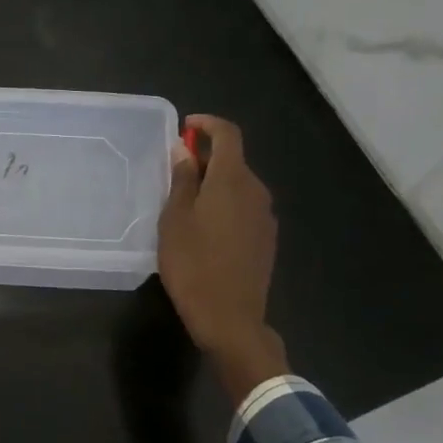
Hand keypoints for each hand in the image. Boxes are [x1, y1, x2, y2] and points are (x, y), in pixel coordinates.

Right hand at [158, 115, 288, 399]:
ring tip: (186, 204)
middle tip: (176, 173)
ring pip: (240, 186)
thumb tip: (185, 150)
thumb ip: (183, 180)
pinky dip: (226, 206)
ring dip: (216, 185)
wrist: (230, 318)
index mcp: (233, 180)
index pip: (228, 134)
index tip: (186, 127)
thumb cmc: (193, 264)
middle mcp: (256, 191)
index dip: (207, 124)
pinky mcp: (267, 240)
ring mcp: (266, 217)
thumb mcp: (175, 219)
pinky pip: (245, 209)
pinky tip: (206, 230)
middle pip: (234, 161)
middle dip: (207, 158)